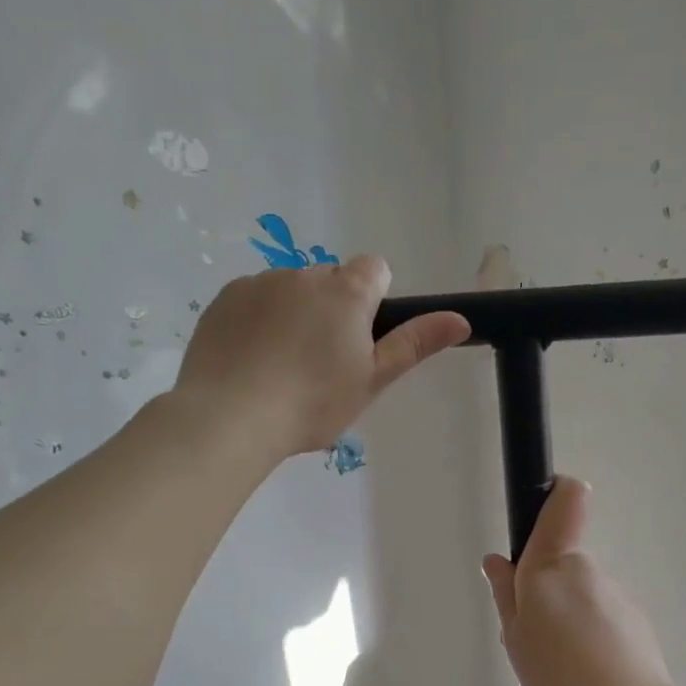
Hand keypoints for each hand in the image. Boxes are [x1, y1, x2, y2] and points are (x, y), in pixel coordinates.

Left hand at [173, 256, 469, 457]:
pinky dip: (259, 320)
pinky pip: (254, 299)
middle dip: (334, 309)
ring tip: (283, 367)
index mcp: (347, 291)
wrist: (230, 417)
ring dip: (295, 314)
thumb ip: (416, 344)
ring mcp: (260, 282)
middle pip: (332, 280)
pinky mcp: (224, 298)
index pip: (375, 269)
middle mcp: (304, 274)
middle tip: (324, 363)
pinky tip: (252, 360)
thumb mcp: (374, 379)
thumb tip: (461, 318)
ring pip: (291, 290)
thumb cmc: (314, 402)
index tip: (363, 339)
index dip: (375, 300)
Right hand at [481, 478, 676, 685]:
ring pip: (583, 594)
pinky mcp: (636, 621)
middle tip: (533, 635)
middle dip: (546, 589)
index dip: (557, 492)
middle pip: (563, 562)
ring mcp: (617, 593)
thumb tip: (498, 562)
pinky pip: (603, 618)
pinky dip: (592, 636)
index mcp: (553, 564)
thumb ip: (506, 595)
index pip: (565, 501)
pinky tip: (585, 672)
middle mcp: (588, 569)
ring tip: (559, 665)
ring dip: (569, 617)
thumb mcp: (515, 637)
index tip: (544, 504)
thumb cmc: (557, 671)